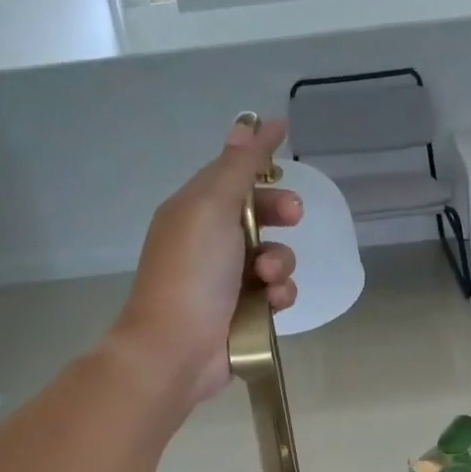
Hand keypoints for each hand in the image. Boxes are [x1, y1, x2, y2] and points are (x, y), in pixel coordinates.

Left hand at [112, 117, 302, 405]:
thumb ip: (237, 167)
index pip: (232, 173)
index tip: (288, 144)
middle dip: (279, 212)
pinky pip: (277, 292)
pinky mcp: (247, 312)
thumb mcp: (211, 207)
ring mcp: (229, 280)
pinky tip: (271, 303)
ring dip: (280, 261)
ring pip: (275, 255)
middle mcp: (211, 242)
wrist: (177, 348)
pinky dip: (279, 294)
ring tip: (268, 277)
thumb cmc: (192, 272)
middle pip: (259, 213)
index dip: (259, 161)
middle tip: (293, 216)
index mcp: (195, 210)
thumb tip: (248, 123)